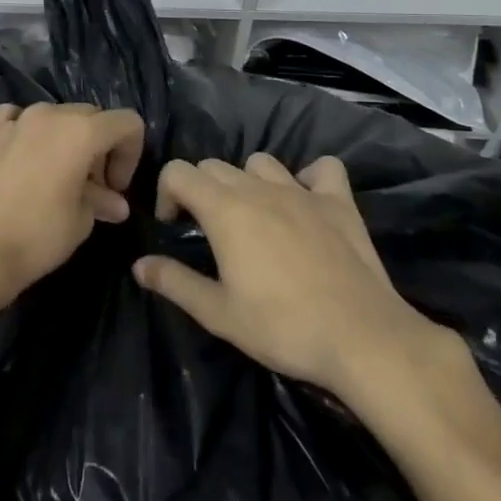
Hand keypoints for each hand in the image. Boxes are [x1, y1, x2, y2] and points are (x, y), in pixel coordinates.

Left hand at [0, 102, 146, 306]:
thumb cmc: (36, 236)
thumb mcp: (81, 221)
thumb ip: (101, 201)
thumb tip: (114, 203)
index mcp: (81, 130)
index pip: (126, 123)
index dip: (131, 154)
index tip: (116, 188)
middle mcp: (50, 114)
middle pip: (92, 117)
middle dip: (101, 148)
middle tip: (93, 188)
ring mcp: (16, 119)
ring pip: (56, 116)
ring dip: (67, 140)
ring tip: (59, 177)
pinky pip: (18, 119)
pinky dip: (29, 132)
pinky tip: (25, 158)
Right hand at [132, 154, 470, 403]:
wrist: (361, 337)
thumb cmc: (282, 327)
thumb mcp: (218, 313)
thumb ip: (174, 282)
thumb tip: (139, 265)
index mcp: (225, 209)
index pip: (178, 171)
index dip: (167, 194)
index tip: (174, 228)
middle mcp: (259, 188)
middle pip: (215, 166)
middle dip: (201, 189)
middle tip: (209, 231)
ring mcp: (302, 191)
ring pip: (261, 162)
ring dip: (248, 181)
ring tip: (254, 217)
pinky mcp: (339, 202)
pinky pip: (322, 170)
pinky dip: (310, 178)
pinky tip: (307, 202)